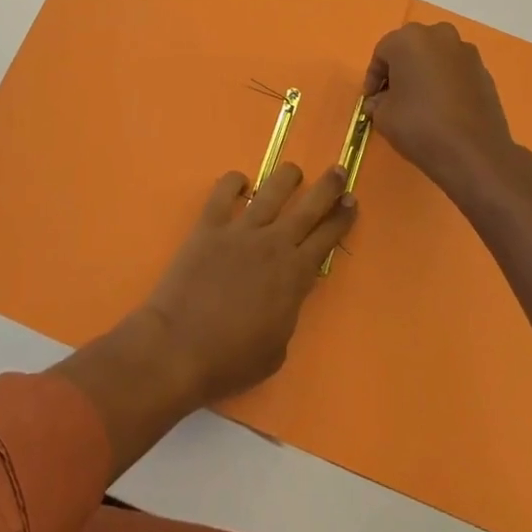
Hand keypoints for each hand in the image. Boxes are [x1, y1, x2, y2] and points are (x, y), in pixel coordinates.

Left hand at [141, 162, 356, 404]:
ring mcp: (240, 230)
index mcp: (294, 275)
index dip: (342, 218)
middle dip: (328, 187)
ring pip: (272, 189)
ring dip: (287, 176)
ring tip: (294, 172)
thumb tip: (287, 292)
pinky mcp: (209, 225)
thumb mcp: (277, 348)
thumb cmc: (231, 360)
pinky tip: (241, 182)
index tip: (352, 201)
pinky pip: (224, 191)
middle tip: (339, 171)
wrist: (179, 348)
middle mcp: (273, 244)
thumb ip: (288, 311)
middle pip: (308, 206)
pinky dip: (234, 181)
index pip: (326, 238)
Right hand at [363, 21, 522, 201]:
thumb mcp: (382, 116)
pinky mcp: (484, 72)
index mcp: (409, 39)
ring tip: (420, 102)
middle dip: (401, 70)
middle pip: (411, 49)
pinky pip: (456, 71)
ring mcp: (466, 52)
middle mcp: (439, 36)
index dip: (374, 78)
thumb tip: (380, 101)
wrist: (474, 153)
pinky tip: (443, 108)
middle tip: (394, 96)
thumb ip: (377, 102)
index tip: (371, 100)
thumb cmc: (419, 126)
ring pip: (436, 58)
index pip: (382, 53)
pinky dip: (446, 83)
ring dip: (425, 74)